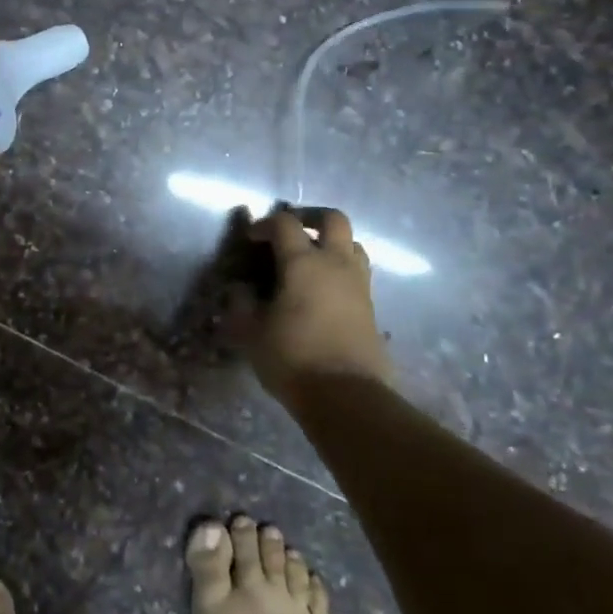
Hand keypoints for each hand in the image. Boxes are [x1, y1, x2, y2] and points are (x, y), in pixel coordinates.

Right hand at [227, 207, 393, 401]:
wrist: (347, 396)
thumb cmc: (292, 358)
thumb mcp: (251, 332)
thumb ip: (242, 304)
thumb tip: (241, 289)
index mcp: (303, 263)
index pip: (285, 224)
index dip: (265, 224)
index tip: (251, 238)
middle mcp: (335, 264)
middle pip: (333, 219)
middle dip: (310, 217)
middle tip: (291, 230)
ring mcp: (359, 284)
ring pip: (353, 244)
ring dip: (332, 242)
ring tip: (312, 258)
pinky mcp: (371, 307)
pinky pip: (358, 273)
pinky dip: (341, 269)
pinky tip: (324, 290)